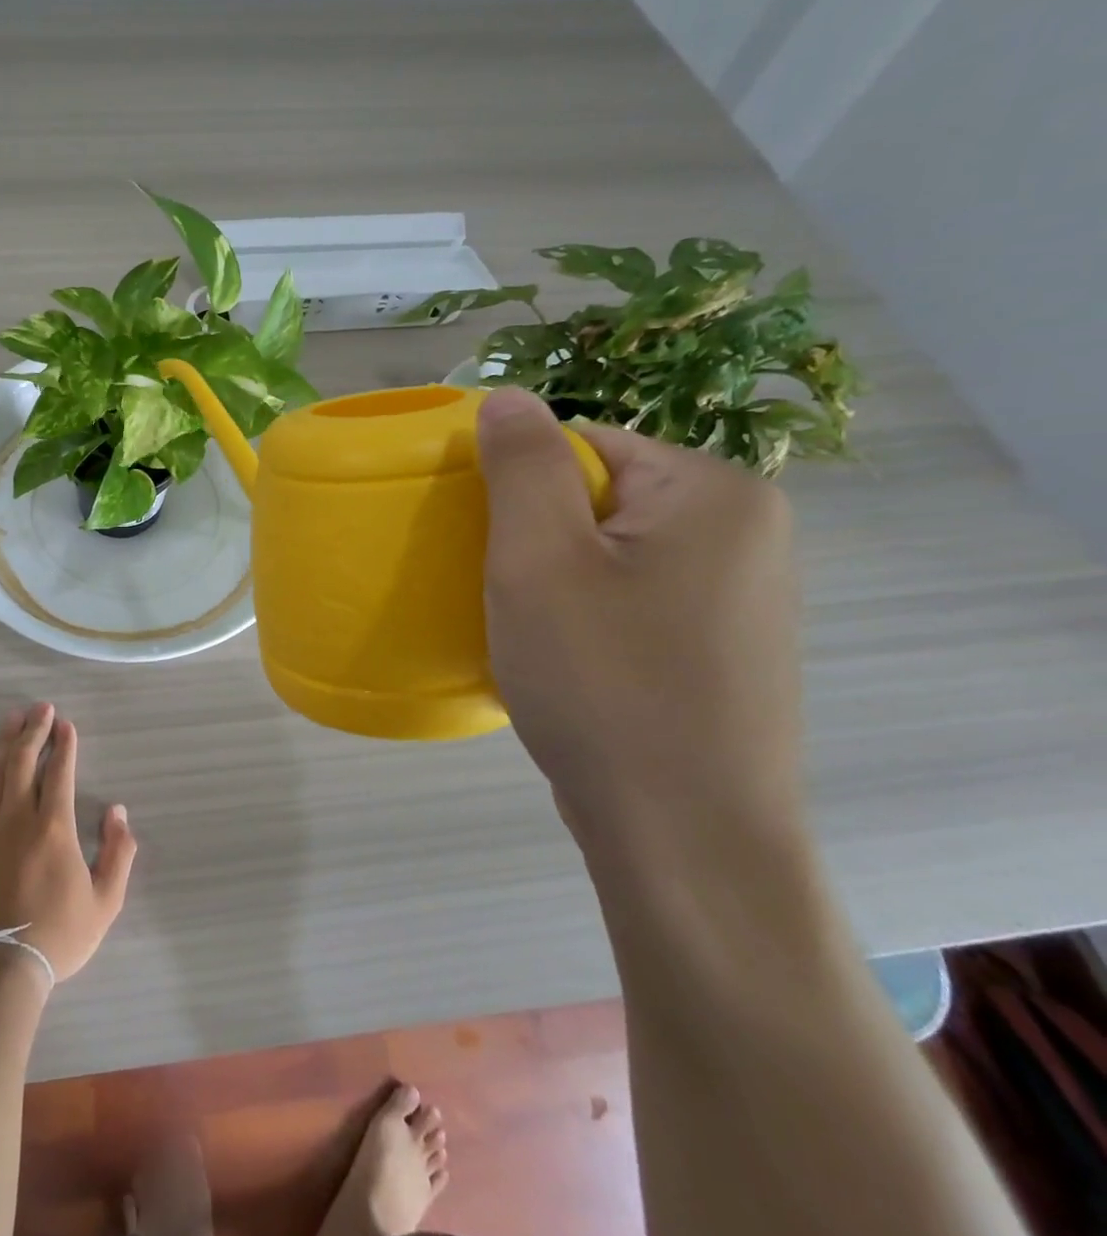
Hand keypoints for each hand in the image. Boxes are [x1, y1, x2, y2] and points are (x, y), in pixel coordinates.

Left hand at [0, 702, 136, 986]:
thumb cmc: (57, 937)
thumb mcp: (105, 902)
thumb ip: (118, 853)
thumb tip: (119, 812)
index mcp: (54, 828)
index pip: (59, 773)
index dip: (64, 745)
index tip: (65, 724)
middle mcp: (17, 819)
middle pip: (24, 762)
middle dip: (34, 730)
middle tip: (40, 708)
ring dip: (4, 741)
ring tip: (12, 718)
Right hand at [476, 387, 805, 860]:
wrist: (685, 838)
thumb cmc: (603, 683)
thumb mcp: (540, 560)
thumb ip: (523, 464)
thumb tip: (507, 396)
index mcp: (714, 492)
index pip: (584, 446)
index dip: (519, 491)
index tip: (486, 548)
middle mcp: (748, 531)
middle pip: (600, 499)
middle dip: (538, 539)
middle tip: (506, 597)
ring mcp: (743, 596)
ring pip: (612, 555)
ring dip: (557, 582)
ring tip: (533, 636)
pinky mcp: (724, 650)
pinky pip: (634, 601)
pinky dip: (589, 619)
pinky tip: (572, 666)